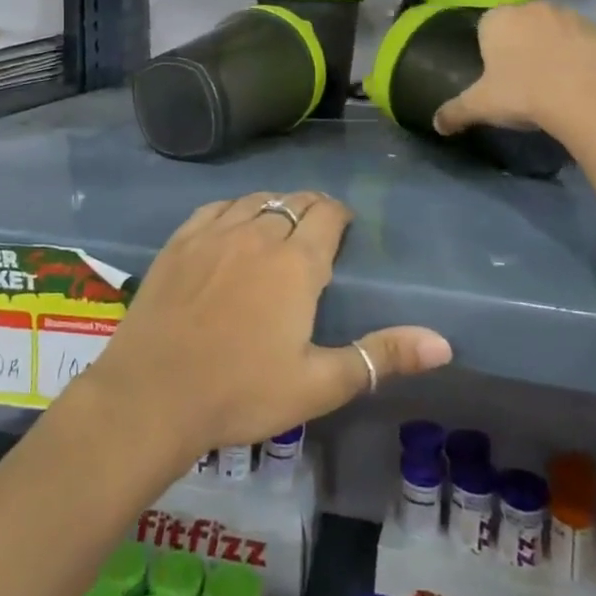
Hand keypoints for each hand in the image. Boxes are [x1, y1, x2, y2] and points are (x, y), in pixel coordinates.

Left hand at [84, 191, 452, 458]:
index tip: (343, 232)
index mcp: (296, 263)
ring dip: (273, 207)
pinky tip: (232, 227)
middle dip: (311, 211)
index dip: (340, 217)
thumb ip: (381, 357)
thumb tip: (443, 343)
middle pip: (293, 202)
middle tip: (315, 236)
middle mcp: (257, 233)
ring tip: (278, 229)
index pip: (327, 214)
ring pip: (255, 200)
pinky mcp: (179, 241)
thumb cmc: (240, 392)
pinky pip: (215, 208)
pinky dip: (233, 210)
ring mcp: (213, 233)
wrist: (152, 395)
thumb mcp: (318, 384)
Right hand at [433, 0, 595, 136]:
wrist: (586, 97)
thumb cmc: (522, 94)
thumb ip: (454, 112)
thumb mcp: (480, 106)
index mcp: (498, 19)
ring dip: (551, 46)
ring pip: (552, 29)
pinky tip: (578, 80)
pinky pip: (581, 41)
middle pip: (520, 24)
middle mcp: (532, 8)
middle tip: (522, 79)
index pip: (486, 27)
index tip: (496, 74)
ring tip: (552, 80)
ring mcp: (569, 15)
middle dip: (520, 45)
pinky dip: (579, 54)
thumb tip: (436, 125)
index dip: (490, 49)